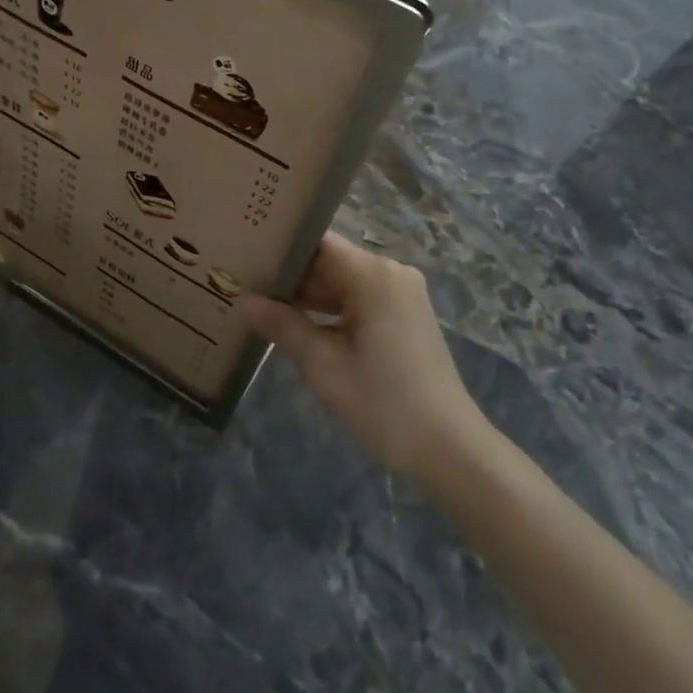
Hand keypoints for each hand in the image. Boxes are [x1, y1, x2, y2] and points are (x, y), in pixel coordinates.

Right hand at [238, 234, 488, 477]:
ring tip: (261, 306)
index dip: (280, 251)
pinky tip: (298, 326)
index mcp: (373, 275)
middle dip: (290, 278)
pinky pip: (359, 299)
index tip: (246, 260)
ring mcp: (402, 293)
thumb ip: (283, 325)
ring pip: (342, 282)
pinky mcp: (405, 314)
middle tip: (243, 287)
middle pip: (329, 262)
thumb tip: (245, 300)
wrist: (448, 447)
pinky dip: (331, 311)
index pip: (316, 244)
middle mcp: (391, 272)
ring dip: (308, 297)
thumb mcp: (323, 365)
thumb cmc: (383, 403)